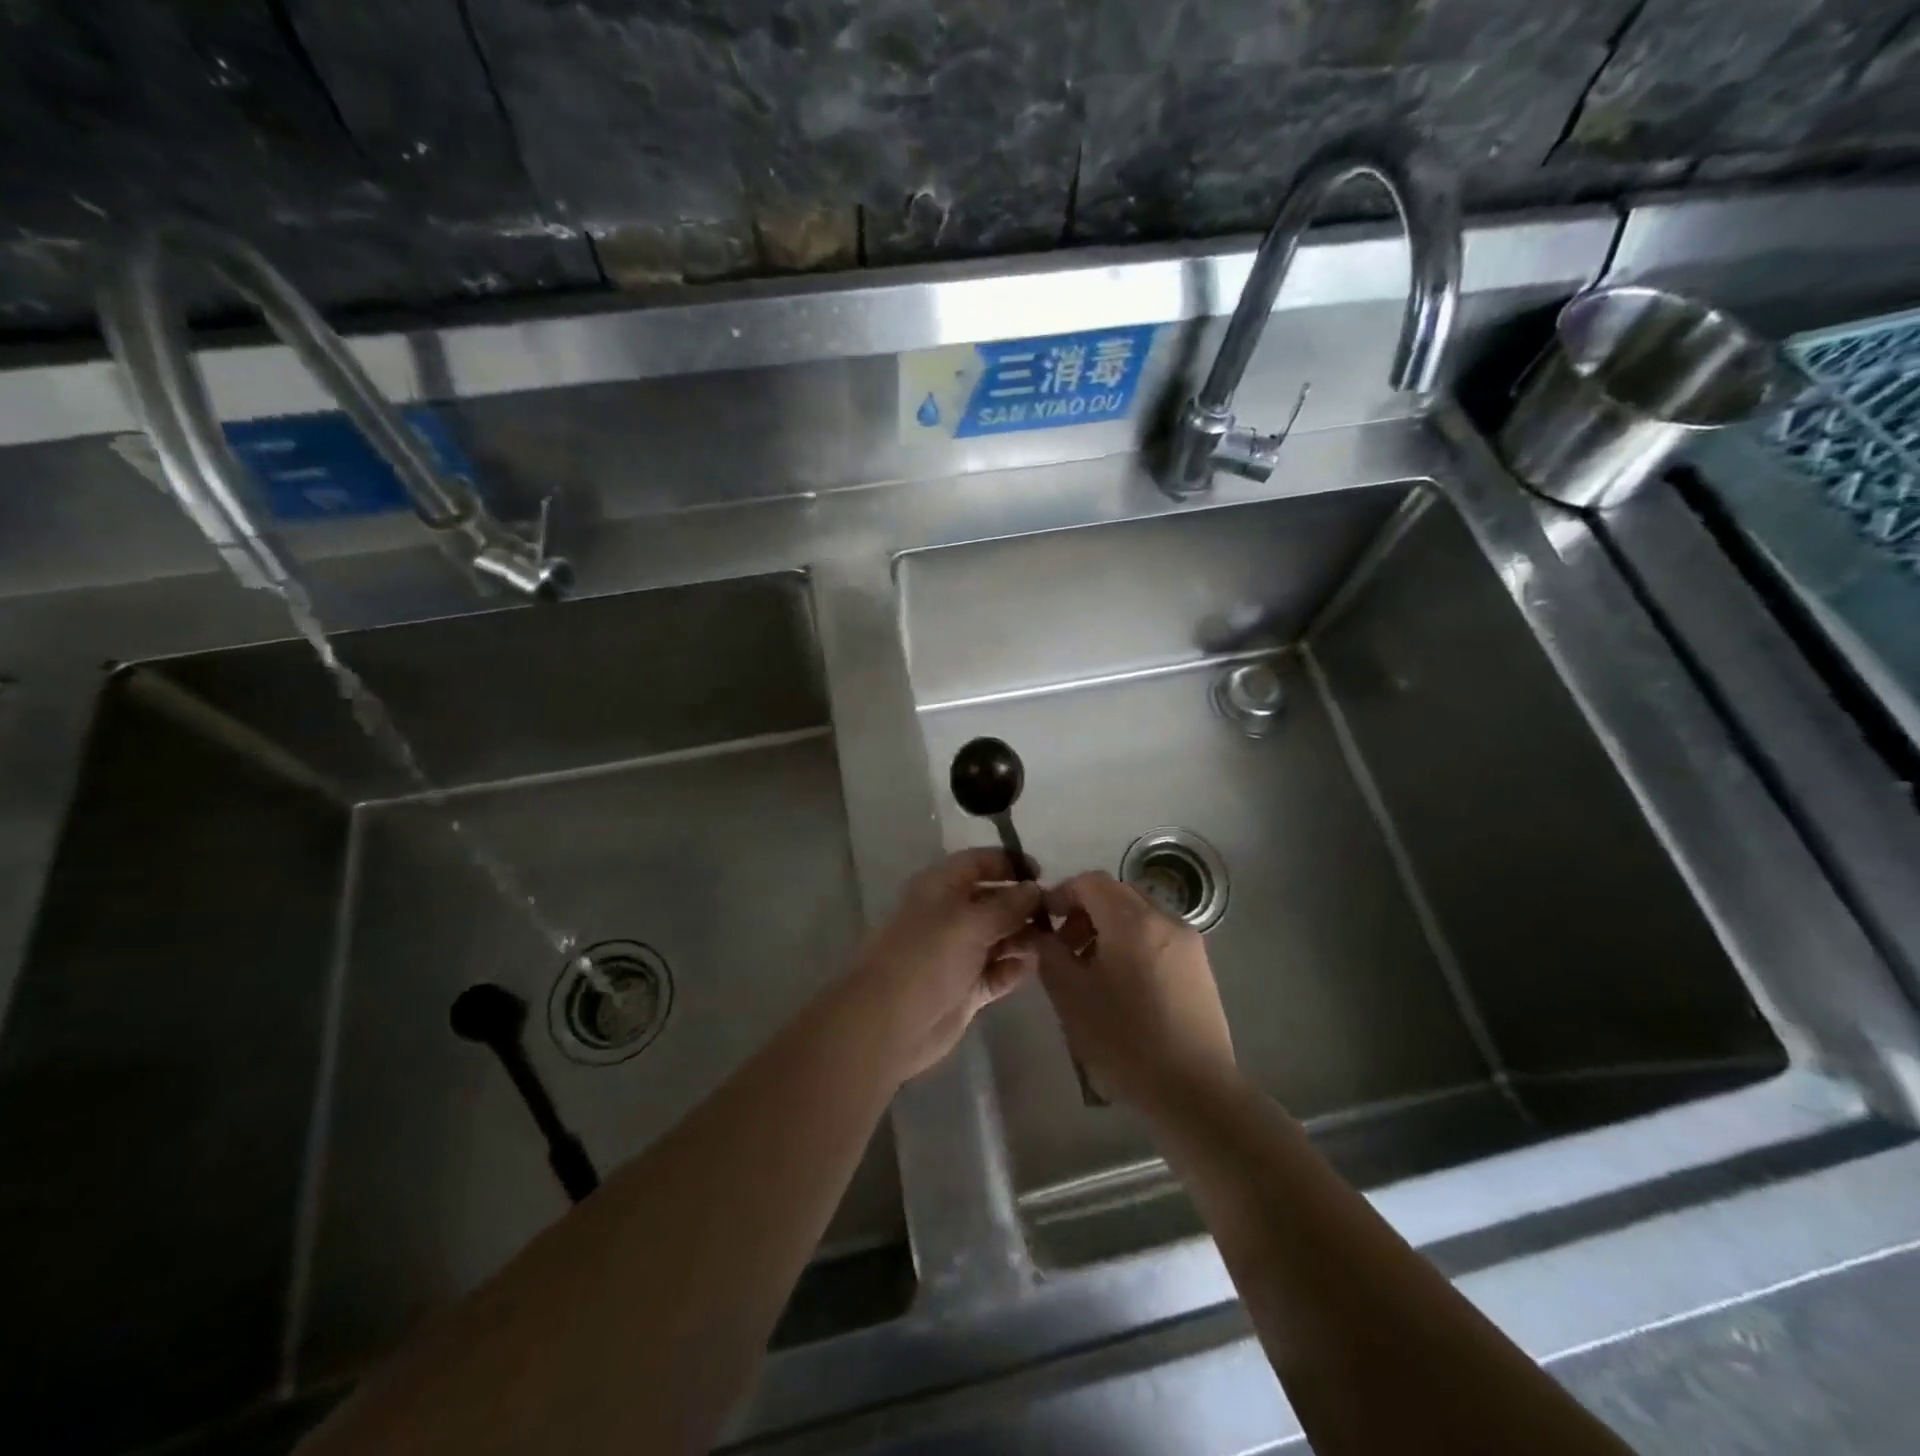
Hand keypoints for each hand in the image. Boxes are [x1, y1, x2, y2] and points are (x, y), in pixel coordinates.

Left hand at [846, 849, 1043, 1082]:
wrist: (889, 1022)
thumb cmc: (927, 958)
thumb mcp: (970, 922)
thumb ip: (1008, 904)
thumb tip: (1035, 888)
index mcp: (942, 887)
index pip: (980, 862)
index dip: (1010, 863)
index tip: (1044, 875)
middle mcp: (951, 914)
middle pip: (994, 900)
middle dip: (1024, 903)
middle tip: (1060, 914)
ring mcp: (959, 952)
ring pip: (1000, 936)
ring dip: (1024, 937)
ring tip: (1054, 941)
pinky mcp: (967, 986)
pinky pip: (998, 971)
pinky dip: (1015, 968)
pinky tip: (1034, 968)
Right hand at [1032, 871, 1235, 1109]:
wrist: (1194, 1090)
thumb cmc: (1124, 1040)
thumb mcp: (1071, 996)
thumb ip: (1049, 953)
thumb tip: (1042, 933)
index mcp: (1132, 921)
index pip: (1090, 882)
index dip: (1061, 894)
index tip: (1043, 921)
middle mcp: (1164, 919)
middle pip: (1116, 894)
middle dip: (1085, 910)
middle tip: (1065, 947)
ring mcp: (1188, 942)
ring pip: (1138, 915)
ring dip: (1109, 927)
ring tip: (1092, 969)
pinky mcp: (1200, 966)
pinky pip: (1157, 936)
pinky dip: (1133, 943)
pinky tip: (1123, 984)